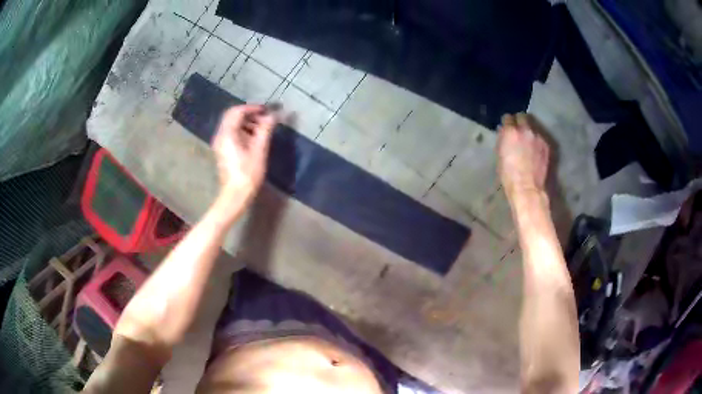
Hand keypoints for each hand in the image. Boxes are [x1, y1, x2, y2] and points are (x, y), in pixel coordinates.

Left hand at [212, 105, 275, 203]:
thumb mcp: (260, 150)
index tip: (266, 110)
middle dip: (249, 114)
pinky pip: (231, 134)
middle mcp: (221, 135)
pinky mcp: (222, 150)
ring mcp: (220, 143)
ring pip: (232, 125)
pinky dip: (242, 131)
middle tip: (264, 118)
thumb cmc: (248, 173)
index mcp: (227, 134)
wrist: (236, 195)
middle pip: (233, 116)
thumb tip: (273, 116)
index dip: (253, 108)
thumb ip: (265, 129)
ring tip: (262, 129)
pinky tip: (254, 139)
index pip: (238, 111)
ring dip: (247, 123)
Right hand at [497, 113, 550, 199]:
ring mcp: (538, 137)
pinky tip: (535, 152)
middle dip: (519, 122)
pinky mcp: (547, 145)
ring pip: (533, 127)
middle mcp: (525, 130)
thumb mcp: (500, 155)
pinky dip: (537, 142)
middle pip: (522, 116)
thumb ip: (503, 140)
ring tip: (528, 143)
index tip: (507, 129)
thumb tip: (505, 133)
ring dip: (529, 132)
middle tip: (518, 131)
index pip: (507, 117)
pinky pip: (540, 138)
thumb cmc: (509, 176)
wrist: (528, 189)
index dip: (507, 123)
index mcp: (510, 131)